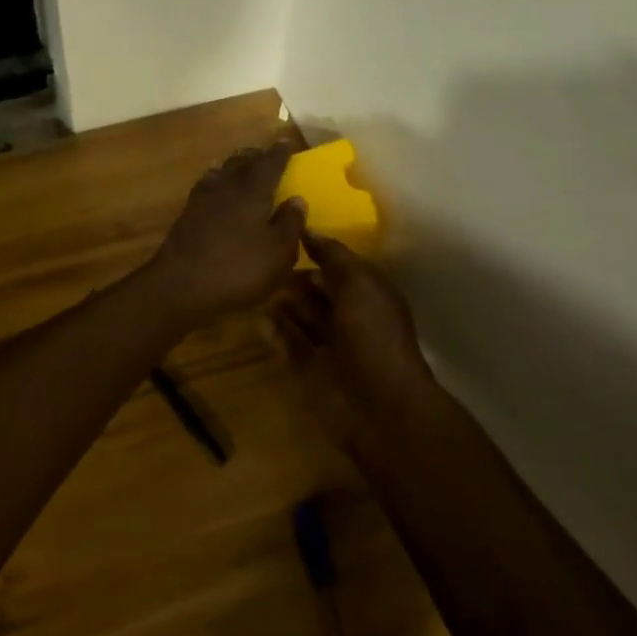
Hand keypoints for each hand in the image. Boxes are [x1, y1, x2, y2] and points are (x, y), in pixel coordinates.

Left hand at [146, 142, 308, 326]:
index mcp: (253, 191)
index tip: (286, 142)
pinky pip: (206, 187)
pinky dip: (216, 182)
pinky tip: (217, 191)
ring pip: (221, 172)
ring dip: (233, 166)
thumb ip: (290, 224)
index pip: (269, 163)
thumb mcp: (278, 253)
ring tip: (242, 167)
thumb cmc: (238, 269)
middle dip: (255, 156)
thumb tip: (297, 199)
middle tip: (266, 154)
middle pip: (241, 162)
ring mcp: (202, 199)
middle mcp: (226, 186)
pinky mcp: (186, 215)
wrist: (181, 287)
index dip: (279, 153)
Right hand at [266, 233, 435, 449]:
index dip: (315, 252)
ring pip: (302, 318)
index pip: (339, 266)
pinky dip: (276, 335)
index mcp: (369, 294)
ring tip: (257, 293)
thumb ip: (333, 255)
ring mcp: (331, 346)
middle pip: (317, 292)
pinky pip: (290, 346)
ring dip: (283, 306)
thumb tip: (309, 229)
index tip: (282, 237)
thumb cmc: (372, 336)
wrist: (379, 406)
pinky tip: (261, 324)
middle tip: (265, 269)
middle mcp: (351, 317)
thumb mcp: (358, 284)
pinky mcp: (312, 372)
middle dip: (295, 281)